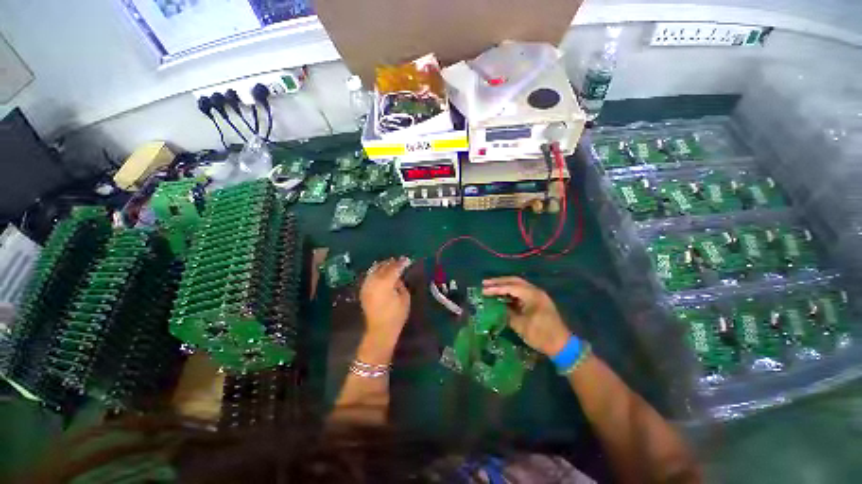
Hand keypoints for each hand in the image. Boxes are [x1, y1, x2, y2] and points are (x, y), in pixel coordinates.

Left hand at [358, 257, 410, 362]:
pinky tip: (380, 271)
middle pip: (383, 267)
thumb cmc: (396, 315)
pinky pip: (369, 276)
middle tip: (400, 260)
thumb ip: (400, 284)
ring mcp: (366, 285)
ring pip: (374, 270)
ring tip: (390, 263)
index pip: (394, 268)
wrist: (380, 330)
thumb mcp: (404, 298)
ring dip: (383, 265)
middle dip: (392, 263)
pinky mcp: (363, 290)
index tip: (408, 260)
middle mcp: (374, 282)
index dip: (401, 263)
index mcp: (385, 283)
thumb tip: (397, 277)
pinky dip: (375, 271)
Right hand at [483, 277, 571, 356]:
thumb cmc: (541, 335)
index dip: (496, 288)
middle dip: (499, 282)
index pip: (510, 287)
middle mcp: (535, 291)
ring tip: (490, 287)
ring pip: (518, 285)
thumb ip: (507, 313)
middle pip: (514, 281)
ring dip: (504, 285)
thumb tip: (496, 307)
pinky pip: (521, 292)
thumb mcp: (521, 326)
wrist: (562, 345)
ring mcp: (537, 295)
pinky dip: (510, 292)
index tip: (483, 289)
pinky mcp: (537, 301)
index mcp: (532, 295)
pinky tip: (502, 295)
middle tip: (485, 283)